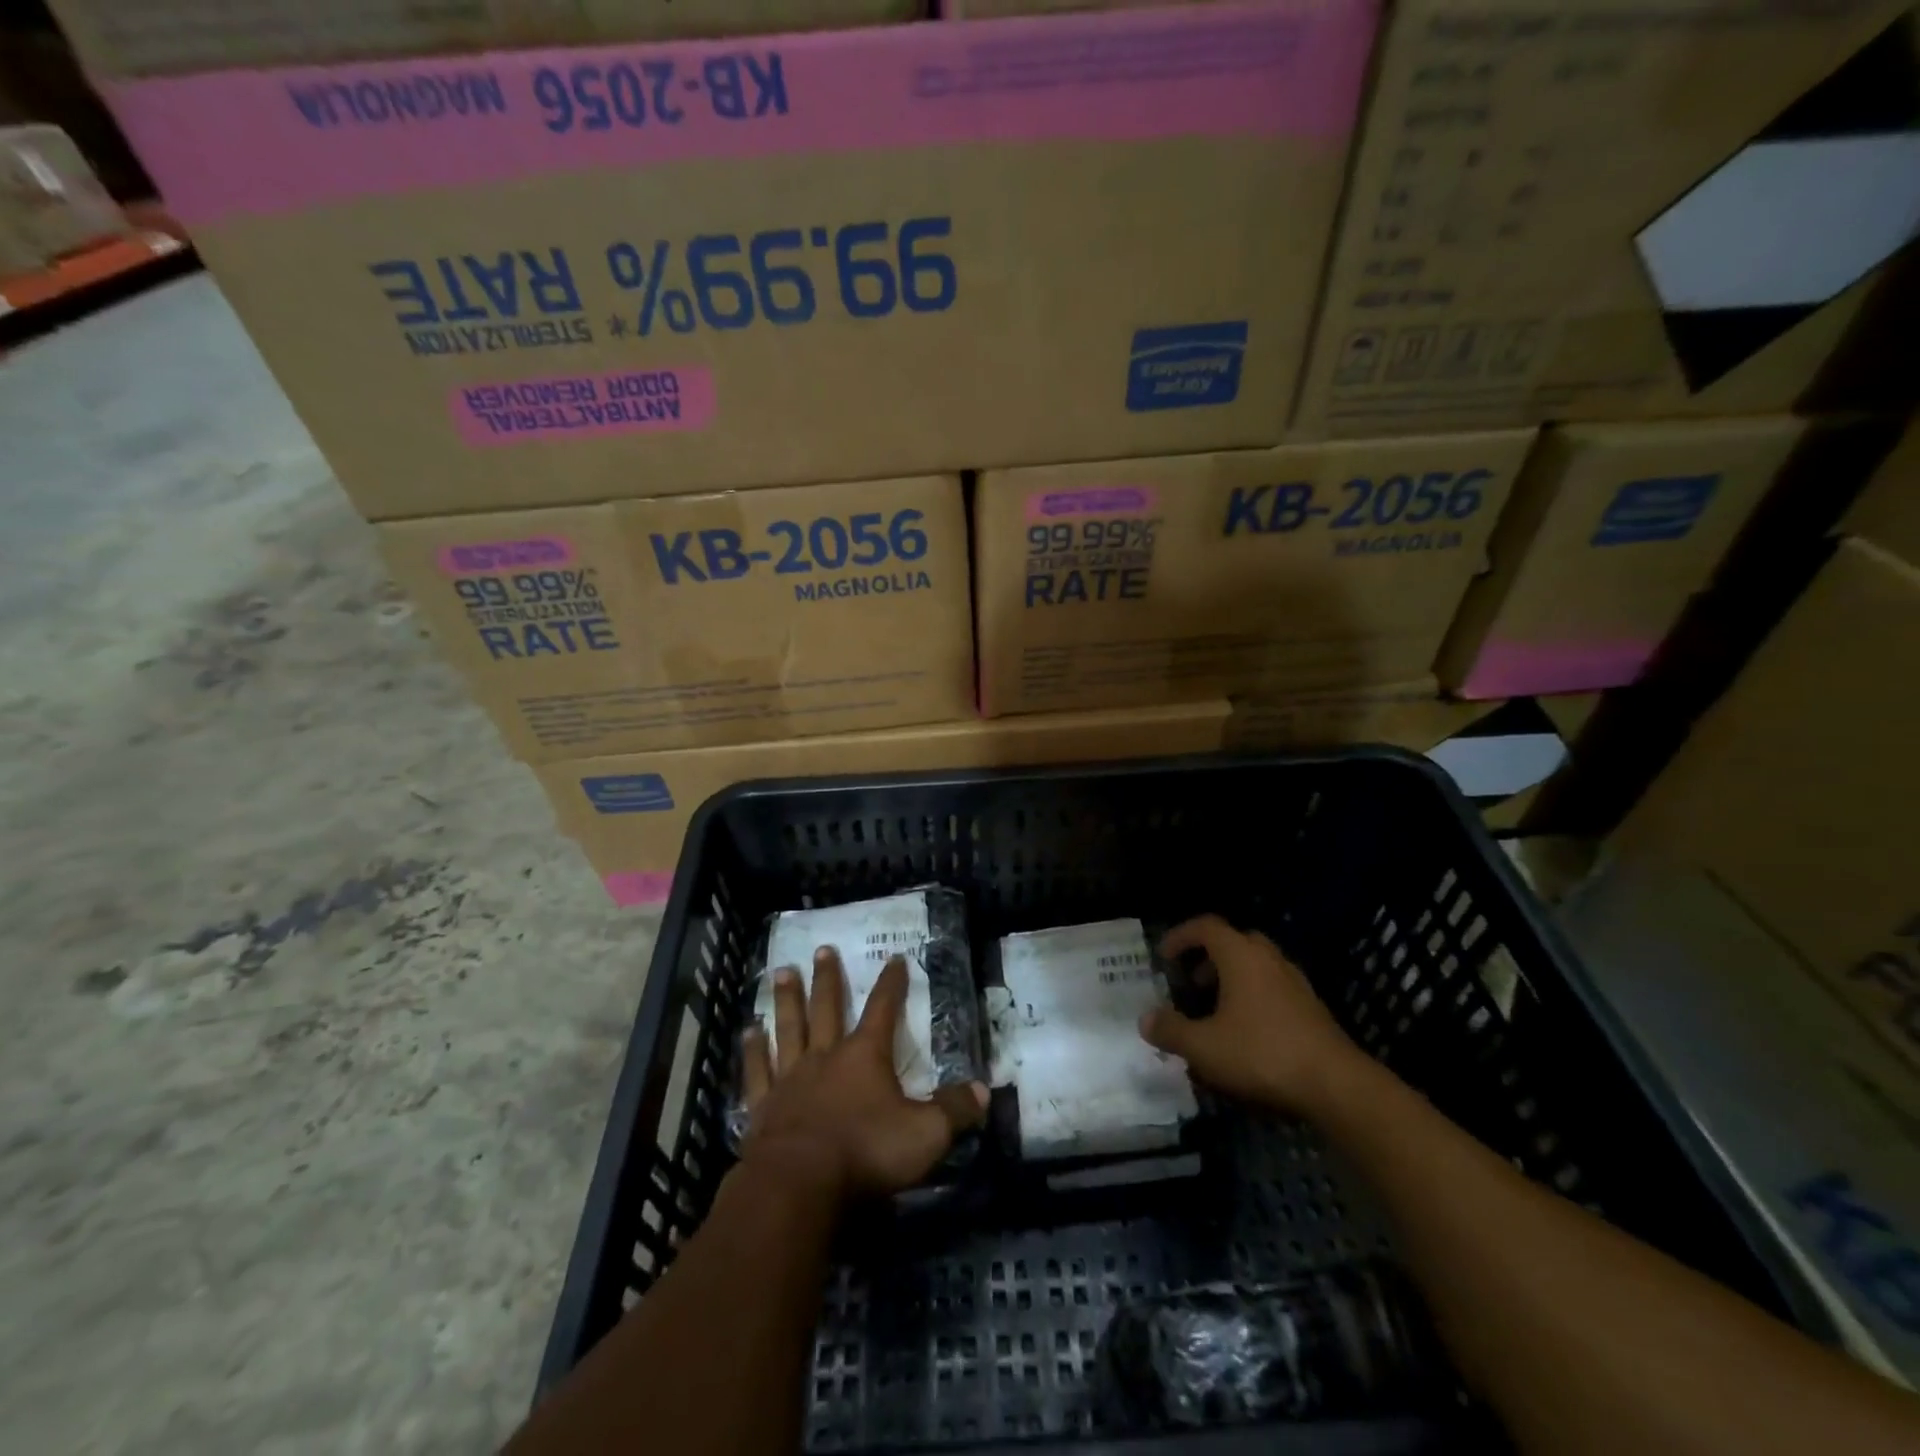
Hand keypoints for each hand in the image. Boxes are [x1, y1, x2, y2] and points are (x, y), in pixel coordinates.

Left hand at [741, 946, 987, 1199]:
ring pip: (789, 1028)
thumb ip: (954, 1111)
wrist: (799, 1184)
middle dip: (828, 978)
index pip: (883, 1009)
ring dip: (787, 1000)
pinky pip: (757, 1070)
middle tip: (823, 949)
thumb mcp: (925, 1134)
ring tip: (781, 971)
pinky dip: (752, 1050)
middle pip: (827, 1008)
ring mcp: (790, 1078)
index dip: (892, 983)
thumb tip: (984, 1091)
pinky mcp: (762, 1106)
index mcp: (865, 1056)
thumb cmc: (866, 1152)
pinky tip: (747, 1031)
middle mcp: (826, 1057)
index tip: (895, 957)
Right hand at [1140, 914, 1365, 1115]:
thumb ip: (1171, 1031)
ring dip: (1233, 977)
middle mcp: (1269, 959)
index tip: (1164, 957)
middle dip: (1209, 956)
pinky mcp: (1312, 1008)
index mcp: (1241, 956)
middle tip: (1192, 982)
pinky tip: (1246, 1031)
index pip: (1206, 926)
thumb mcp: (1204, 1047)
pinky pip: (1274, 987)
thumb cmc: (1262, 1054)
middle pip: (1235, 941)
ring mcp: (1295, 982)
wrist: (1336, 1085)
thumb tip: (1146, 1020)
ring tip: (1216, 1010)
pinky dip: (1254, 996)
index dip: (1180, 936)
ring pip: (1257, 964)